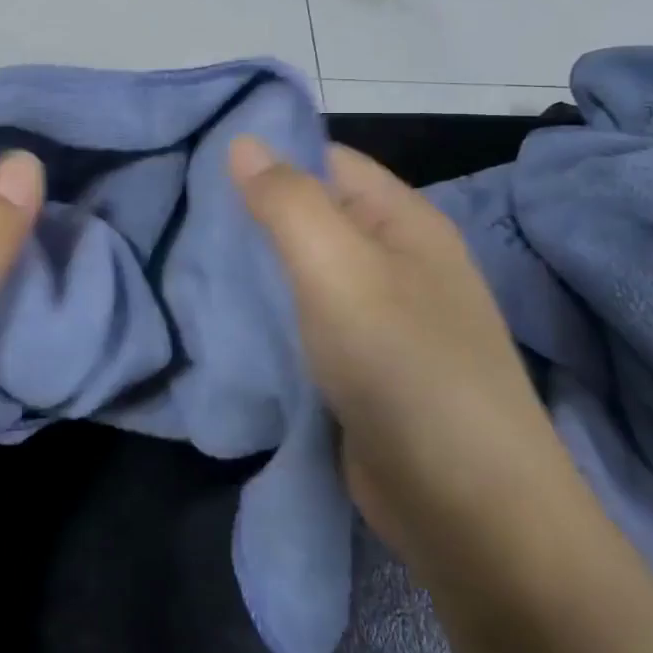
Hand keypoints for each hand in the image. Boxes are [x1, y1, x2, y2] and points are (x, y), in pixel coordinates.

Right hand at [229, 137, 566, 566]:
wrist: (471, 512)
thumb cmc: (403, 365)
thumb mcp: (338, 268)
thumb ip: (287, 201)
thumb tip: (242, 140)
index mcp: (403, 221)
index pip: (326, 161)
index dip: (268, 157)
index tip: (197, 165)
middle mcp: (396, 261)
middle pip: (312, 217)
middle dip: (252, 217)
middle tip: (182, 218)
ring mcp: (381, 319)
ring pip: (304, 274)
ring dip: (256, 270)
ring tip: (188, 262)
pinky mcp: (362, 369)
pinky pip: (306, 324)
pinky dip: (269, 318)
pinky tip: (223, 318)